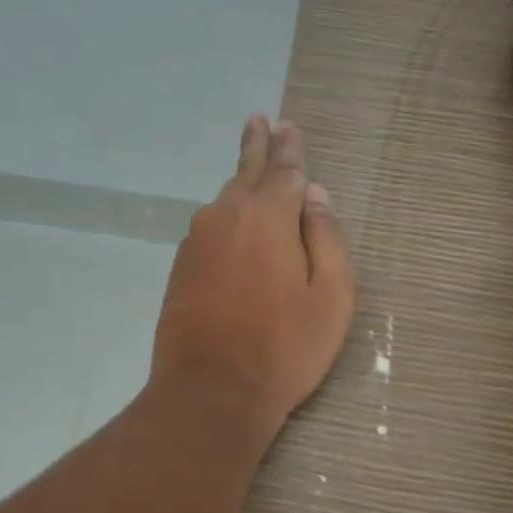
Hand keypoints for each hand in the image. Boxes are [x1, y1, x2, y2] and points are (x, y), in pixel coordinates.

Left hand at [151, 116, 355, 439]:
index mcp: (268, 217)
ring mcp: (196, 242)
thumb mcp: (331, 297)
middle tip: (259, 121)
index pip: (284, 170)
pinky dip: (226, 218)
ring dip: (239, 183)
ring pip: (224, 201)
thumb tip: (317, 197)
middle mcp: (226, 217)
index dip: (290, 149)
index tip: (289, 126)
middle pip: (245, 173)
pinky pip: (210, 229)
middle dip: (257, 147)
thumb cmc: (284, 347)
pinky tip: (232, 223)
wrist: (210, 392)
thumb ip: (327, 239)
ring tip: (250, 168)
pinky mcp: (180, 268)